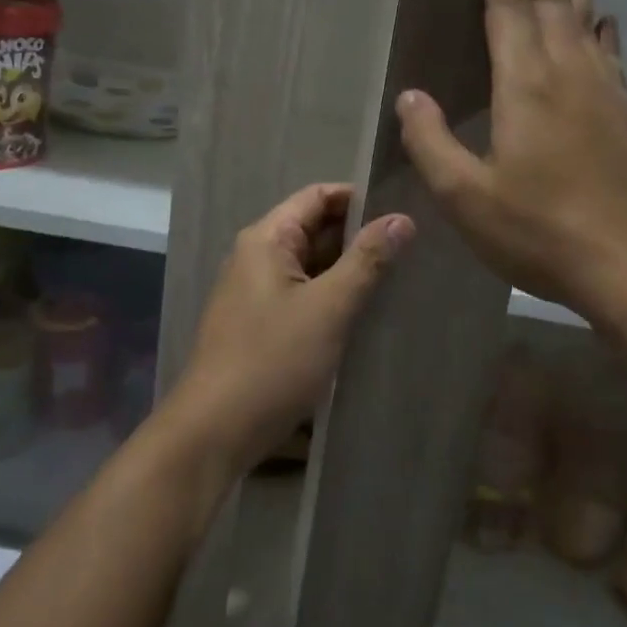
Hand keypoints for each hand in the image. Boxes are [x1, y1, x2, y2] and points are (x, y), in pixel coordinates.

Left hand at [163, 184, 412, 469]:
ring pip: (310, 265)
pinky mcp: (260, 324)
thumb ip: (367, 260)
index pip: (317, 196)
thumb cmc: (272, 361)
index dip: (358, 198)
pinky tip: (364, 310)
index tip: (402, 210)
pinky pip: (302, 294)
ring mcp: (255, 292)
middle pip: (313, 229)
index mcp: (267, 239)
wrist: (215, 430)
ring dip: (347, 269)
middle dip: (358, 236)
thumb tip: (402, 218)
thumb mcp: (328, 308)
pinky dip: (332, 295)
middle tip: (411, 246)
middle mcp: (257, 256)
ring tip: (398, 275)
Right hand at [395, 0, 626, 327]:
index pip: (510, 4)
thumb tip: (408, 96)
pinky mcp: (625, 114)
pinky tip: (607, 19)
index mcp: (524, 84)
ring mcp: (604, 90)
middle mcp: (567, 71)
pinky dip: (604, 27)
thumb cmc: (542, 230)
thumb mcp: (467, 196)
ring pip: (587, 15)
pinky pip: (610, 53)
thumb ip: (432, 143)